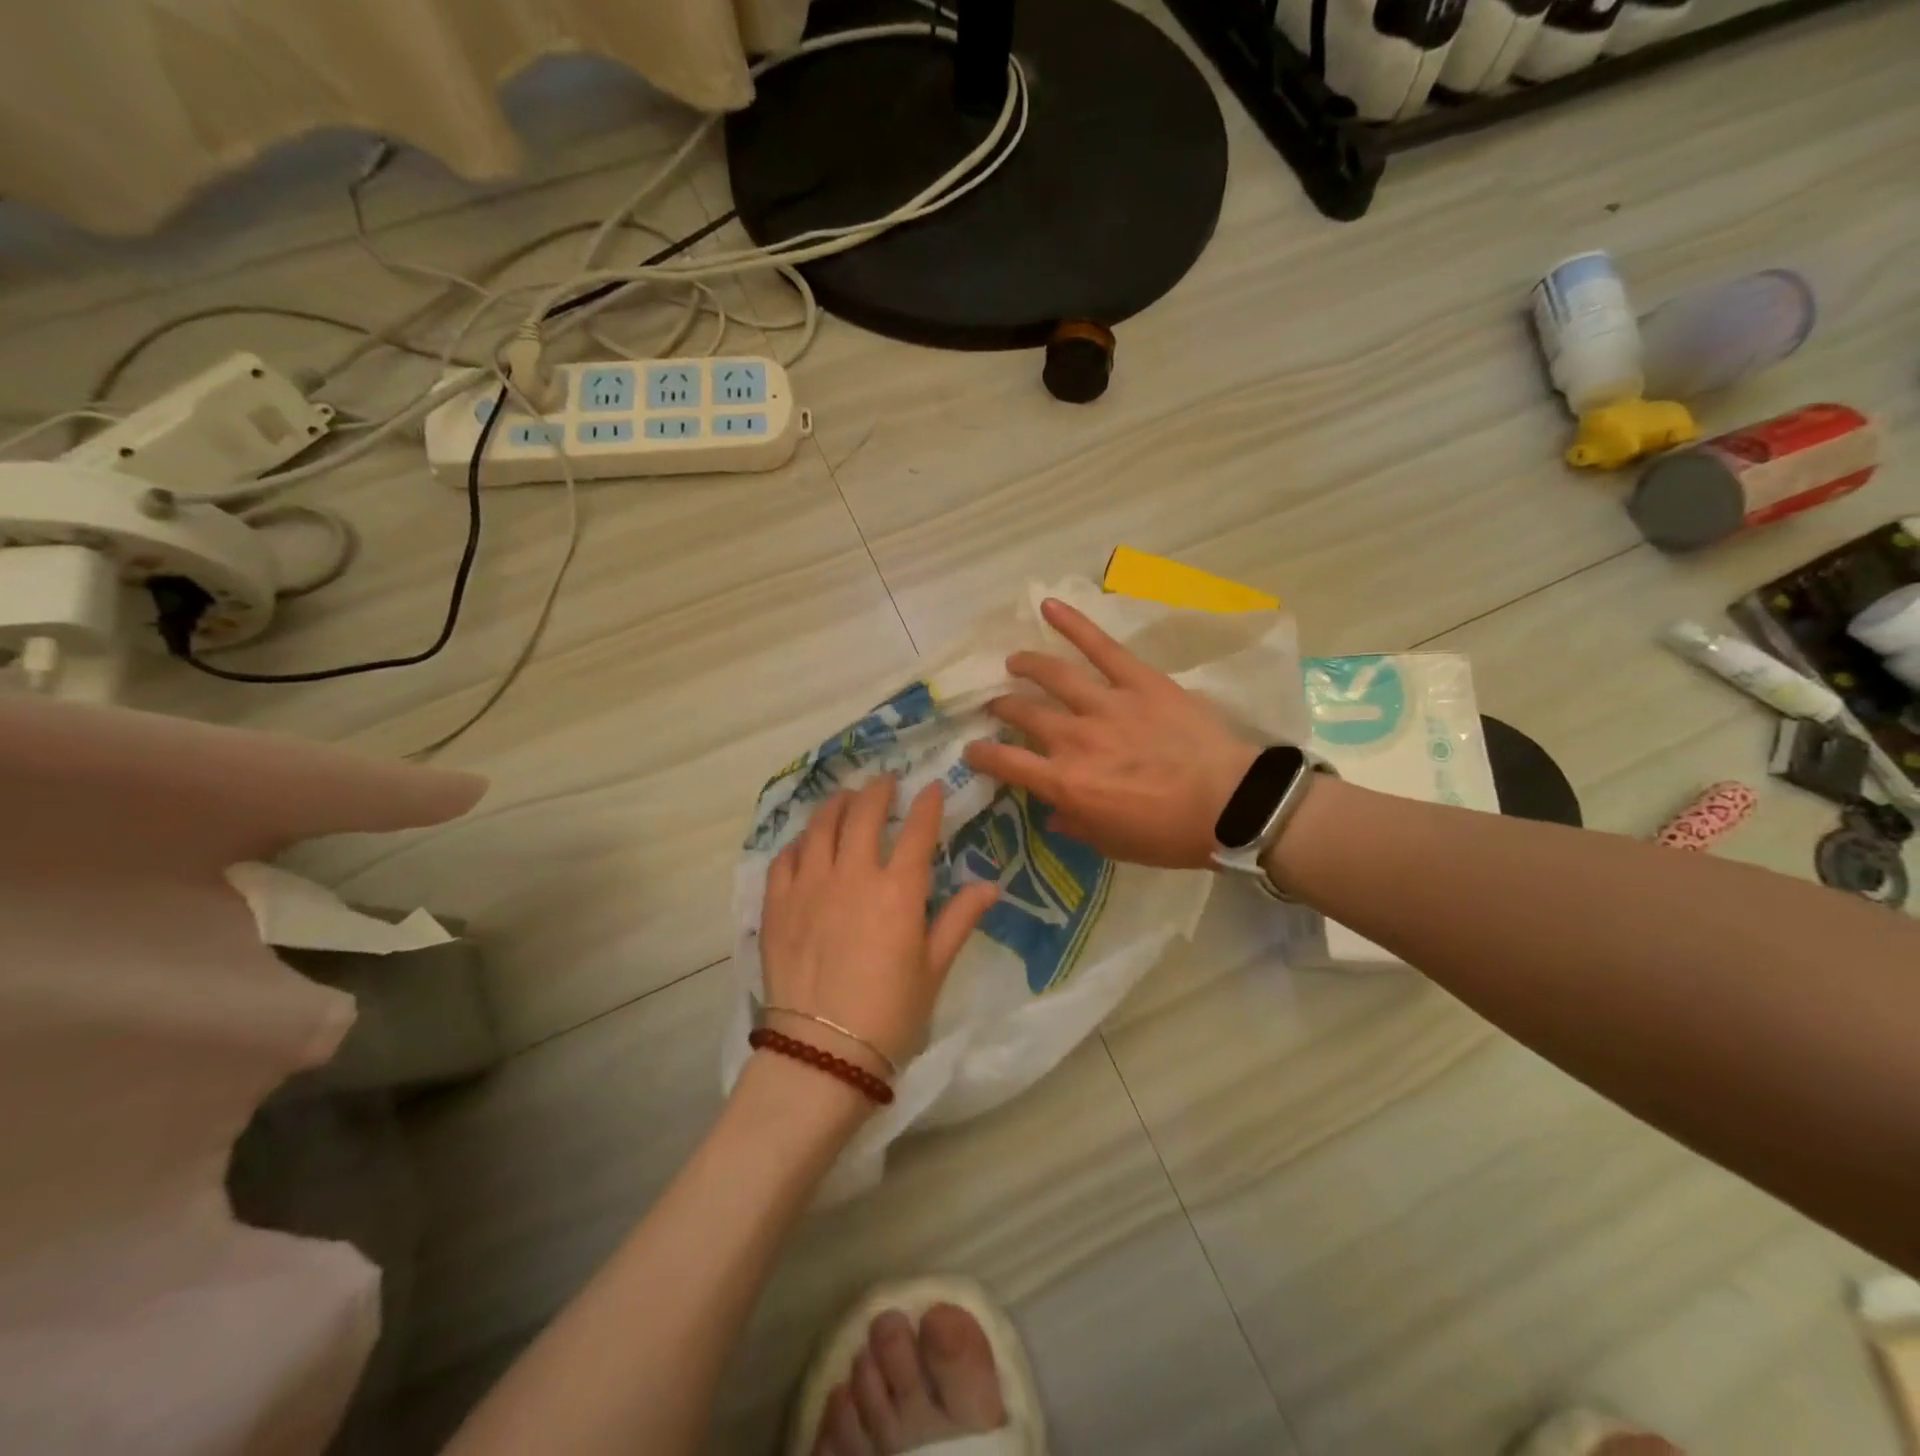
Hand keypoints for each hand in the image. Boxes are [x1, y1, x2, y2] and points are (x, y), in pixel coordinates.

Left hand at [760, 775, 998, 1078]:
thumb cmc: (890, 1015)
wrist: (822, 1053)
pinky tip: (805, 842)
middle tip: (886, 782)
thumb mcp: (933, 969)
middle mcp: (853, 875)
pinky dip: (799, 842)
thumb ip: (958, 920)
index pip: (918, 831)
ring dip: (836, 804)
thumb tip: (990, 886)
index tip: (933, 787)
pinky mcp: (776, 904)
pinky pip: (785, 857)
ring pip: (821, 826)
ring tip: (845, 798)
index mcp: (898, 891)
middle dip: (878, 790)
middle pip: (864, 814)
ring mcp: (809, 885)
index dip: (928, 804)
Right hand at [962, 598, 1256, 869]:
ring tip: (1014, 661)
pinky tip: (1048, 606)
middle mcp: (1075, 739)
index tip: (973, 750)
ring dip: (1027, 665)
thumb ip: (1076, 826)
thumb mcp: (1114, 845)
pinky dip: (1074, 623)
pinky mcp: (1139, 682)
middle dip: (1003, 708)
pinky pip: (1101, 647)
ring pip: (1053, 675)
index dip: (982, 755)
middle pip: (1024, 714)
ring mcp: (1106, 705)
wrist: (1232, 806)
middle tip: (998, 705)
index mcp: (1066, 783)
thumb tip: (1053, 814)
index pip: (1007, 763)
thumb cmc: (1170, 835)